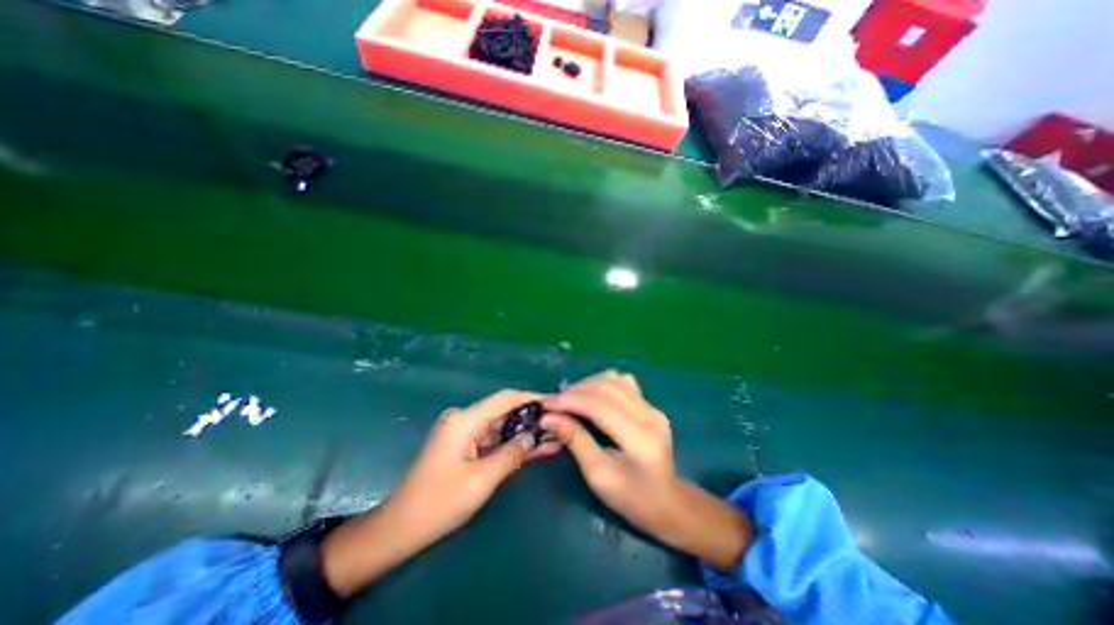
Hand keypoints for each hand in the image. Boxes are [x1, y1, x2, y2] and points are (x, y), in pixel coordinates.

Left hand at [324, 391, 565, 594]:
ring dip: (524, 432)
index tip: (556, 402)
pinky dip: (512, 444)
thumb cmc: (439, 504)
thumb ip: (512, 453)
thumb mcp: (482, 480)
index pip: (505, 398)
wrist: (400, 529)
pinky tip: (535, 447)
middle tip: (559, 423)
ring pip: (501, 426)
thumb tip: (535, 434)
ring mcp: (463, 431)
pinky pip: (493, 439)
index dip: (532, 398)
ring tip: (554, 436)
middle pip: (504, 411)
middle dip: (531, 418)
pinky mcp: (464, 444)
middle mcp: (464, 418)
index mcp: (464, 420)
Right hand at [543, 375, 752, 572]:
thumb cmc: (631, 499)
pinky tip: (591, 397)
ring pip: (614, 380)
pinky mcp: (650, 405)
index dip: (569, 401)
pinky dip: (602, 384)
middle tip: (553, 402)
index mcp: (640, 437)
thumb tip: (548, 417)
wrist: (668, 503)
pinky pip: (622, 383)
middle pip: (606, 387)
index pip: (599, 405)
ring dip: (587, 385)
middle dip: (575, 391)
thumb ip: (575, 440)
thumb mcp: (598, 475)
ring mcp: (652, 406)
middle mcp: (649, 414)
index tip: (544, 404)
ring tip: (569, 399)